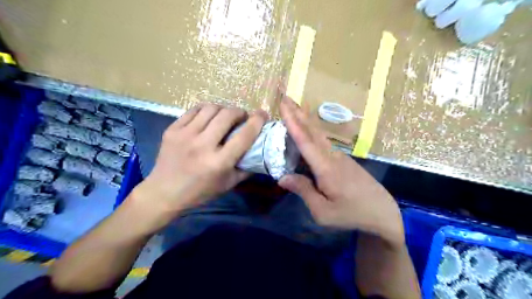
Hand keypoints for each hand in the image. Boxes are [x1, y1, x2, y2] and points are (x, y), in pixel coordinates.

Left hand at [132, 104, 265, 212]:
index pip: (244, 135)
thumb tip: (260, 152)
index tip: (263, 115)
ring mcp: (185, 135)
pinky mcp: (172, 129)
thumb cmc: (200, 191)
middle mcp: (202, 145)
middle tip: (242, 117)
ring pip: (211, 108)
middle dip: (240, 112)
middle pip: (227, 115)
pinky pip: (194, 110)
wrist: (164, 192)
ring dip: (223, 109)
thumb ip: (246, 168)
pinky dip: (206, 110)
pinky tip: (208, 116)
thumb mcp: (228, 184)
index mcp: (219, 162)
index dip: (257, 121)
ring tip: (225, 116)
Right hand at [279, 96, 403, 246]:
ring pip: (319, 135)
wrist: (383, 214)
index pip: (305, 141)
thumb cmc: (351, 215)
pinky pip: (324, 143)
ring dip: (305, 120)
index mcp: (326, 168)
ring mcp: (340, 157)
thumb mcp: (322, 211)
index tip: (284, 105)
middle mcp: (332, 157)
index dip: (293, 122)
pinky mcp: (344, 161)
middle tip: (286, 98)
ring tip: (294, 109)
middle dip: (298, 113)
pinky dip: (312, 133)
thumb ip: (303, 191)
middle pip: (313, 131)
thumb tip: (282, 177)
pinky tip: (307, 132)